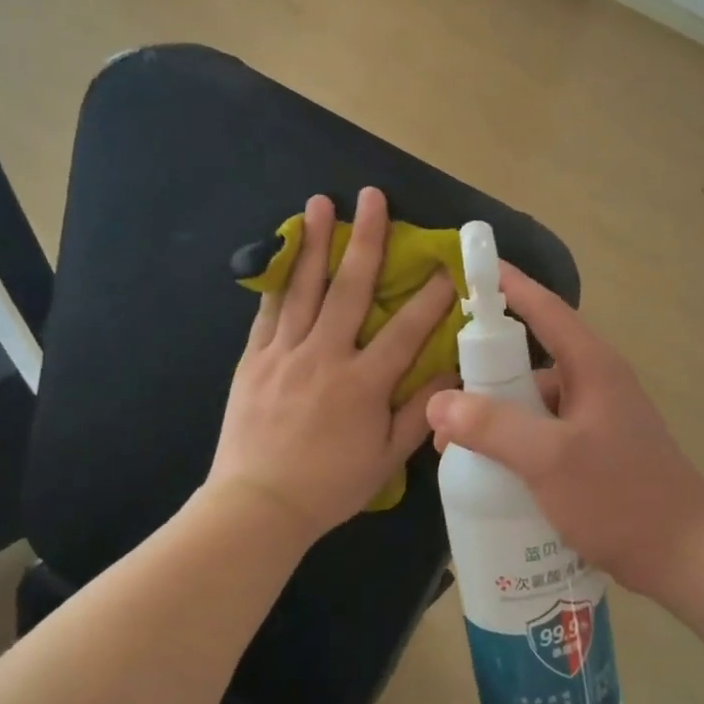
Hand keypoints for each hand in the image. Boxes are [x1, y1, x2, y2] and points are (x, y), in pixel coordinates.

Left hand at [207, 188, 457, 545]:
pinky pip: (268, 311)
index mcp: (363, 383)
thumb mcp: (385, 459)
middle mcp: (324, 356)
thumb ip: (418, 413)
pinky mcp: (254, 360)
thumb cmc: (330, 486)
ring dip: (314, 242)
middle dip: (366, 240)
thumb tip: (449, 374)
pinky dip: (279, 279)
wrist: (256, 506)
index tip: (446, 266)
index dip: (430, 296)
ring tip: (320, 204)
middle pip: (349, 288)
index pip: (405, 330)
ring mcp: (284, 354)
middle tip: (373, 197)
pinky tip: (284, 253)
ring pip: (302, 288)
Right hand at [424, 264, 703, 598]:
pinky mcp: (593, 454)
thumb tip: (437, 402)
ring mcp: (595, 421)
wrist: (683, 554)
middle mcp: (594, 384)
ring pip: (533, 404)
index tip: (469, 269)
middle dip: (483, 376)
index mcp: (591, 366)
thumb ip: (492, 427)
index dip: (507, 286)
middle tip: (440, 399)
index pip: (544, 309)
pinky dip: (513, 445)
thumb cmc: (620, 496)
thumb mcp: (549, 459)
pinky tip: (487, 472)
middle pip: (529, 361)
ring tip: (453, 447)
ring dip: (495, 418)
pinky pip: (542, 435)